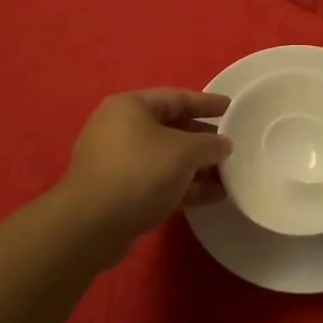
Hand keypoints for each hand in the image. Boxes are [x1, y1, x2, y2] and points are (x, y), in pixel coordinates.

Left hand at [57, 90, 232, 257]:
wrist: (91, 225)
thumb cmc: (140, 171)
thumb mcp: (184, 152)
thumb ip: (209, 144)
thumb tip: (223, 144)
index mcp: (130, 107)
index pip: (176, 97)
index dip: (206, 102)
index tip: (231, 107)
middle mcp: (119, 128)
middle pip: (170, 128)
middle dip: (202, 139)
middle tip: (230, 144)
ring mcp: (116, 162)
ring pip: (164, 158)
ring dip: (196, 167)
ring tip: (228, 174)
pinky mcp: (117, 193)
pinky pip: (157, 181)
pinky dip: (183, 186)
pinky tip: (213, 195)